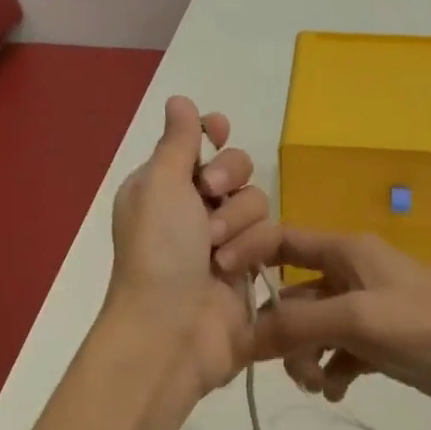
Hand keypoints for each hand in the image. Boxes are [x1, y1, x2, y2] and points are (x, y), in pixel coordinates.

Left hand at [107, 97, 280, 397]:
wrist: (173, 329)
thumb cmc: (159, 251)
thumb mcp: (160, 185)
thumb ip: (177, 141)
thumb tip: (181, 100)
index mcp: (163, 186)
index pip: (197, 145)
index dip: (212, 135)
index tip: (218, 131)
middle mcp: (193, 209)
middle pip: (237, 167)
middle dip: (229, 179)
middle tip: (211, 196)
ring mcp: (224, 240)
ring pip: (258, 202)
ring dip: (238, 223)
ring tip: (217, 253)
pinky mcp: (251, 267)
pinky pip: (270, 237)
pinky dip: (253, 249)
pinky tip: (234, 271)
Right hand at [249, 227, 430, 426]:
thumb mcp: (360, 320)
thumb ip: (298, 326)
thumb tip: (239, 338)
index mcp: (347, 251)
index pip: (281, 241)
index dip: (246, 257)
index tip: (217, 293)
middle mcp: (352, 275)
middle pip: (293, 296)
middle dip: (281, 331)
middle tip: (284, 366)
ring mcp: (368, 311)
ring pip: (313, 329)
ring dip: (304, 358)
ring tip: (317, 385)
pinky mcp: (383, 344)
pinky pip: (338, 354)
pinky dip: (331, 372)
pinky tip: (337, 392)